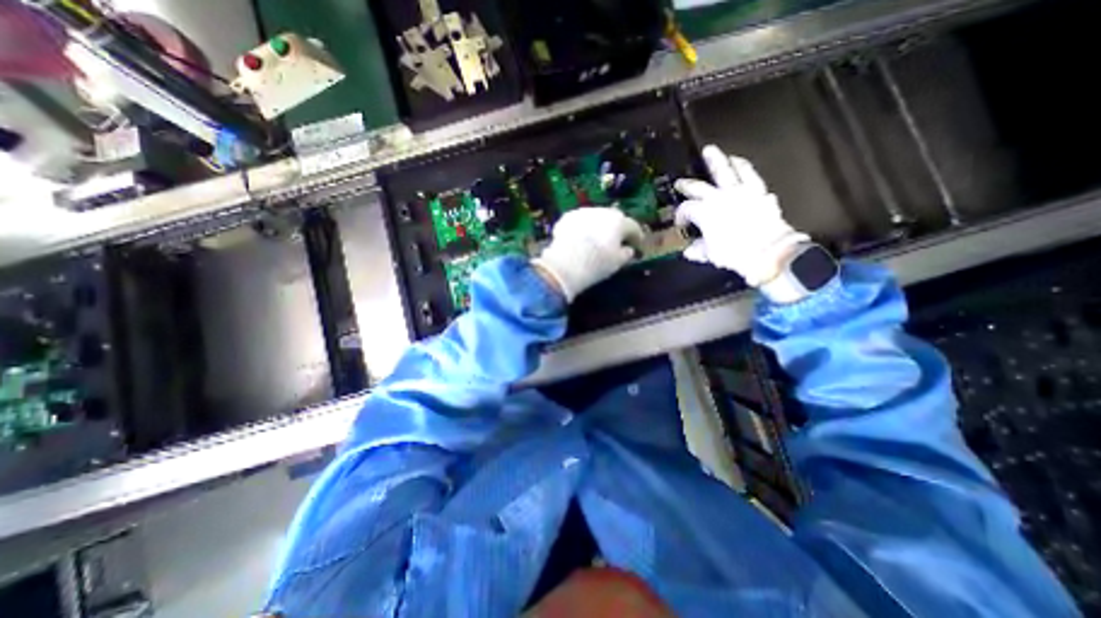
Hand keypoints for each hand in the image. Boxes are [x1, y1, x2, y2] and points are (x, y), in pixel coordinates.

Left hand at [533, 207, 645, 301]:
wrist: (566, 263)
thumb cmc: (597, 263)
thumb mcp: (617, 263)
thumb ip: (626, 254)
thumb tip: (627, 249)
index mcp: (619, 222)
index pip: (633, 227)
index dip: (636, 237)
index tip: (637, 245)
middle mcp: (603, 212)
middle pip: (614, 219)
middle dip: (616, 229)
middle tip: (615, 241)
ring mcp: (583, 212)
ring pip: (595, 218)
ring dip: (598, 227)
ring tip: (595, 240)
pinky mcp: (567, 217)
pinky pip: (579, 222)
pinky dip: (582, 229)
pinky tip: (579, 239)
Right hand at [671, 145, 806, 287]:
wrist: (769, 250)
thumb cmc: (734, 253)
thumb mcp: (711, 254)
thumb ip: (698, 250)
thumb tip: (689, 251)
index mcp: (704, 212)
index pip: (686, 209)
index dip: (680, 216)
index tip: (681, 224)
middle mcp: (719, 198)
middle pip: (698, 187)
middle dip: (687, 185)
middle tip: (680, 182)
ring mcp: (739, 191)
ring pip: (725, 171)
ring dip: (716, 160)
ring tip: (711, 151)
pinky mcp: (758, 191)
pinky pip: (749, 174)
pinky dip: (743, 166)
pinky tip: (739, 162)